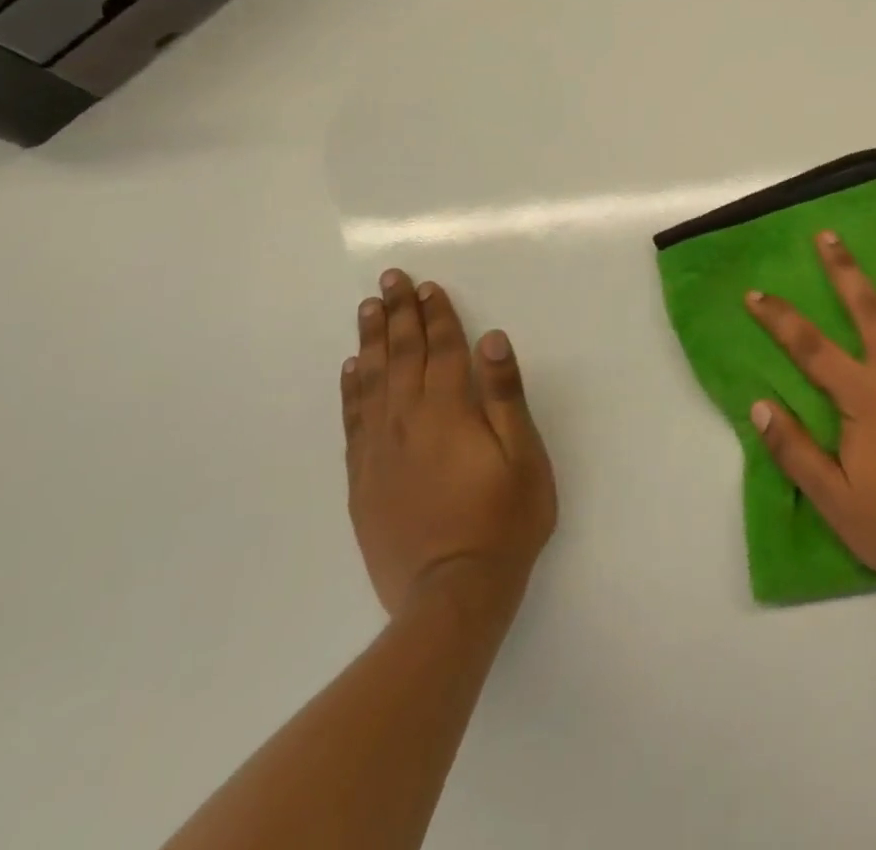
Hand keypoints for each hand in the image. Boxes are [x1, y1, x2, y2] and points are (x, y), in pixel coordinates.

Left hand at [343, 269, 557, 615]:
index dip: (437, 315)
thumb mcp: (524, 456)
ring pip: (373, 381)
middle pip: (403, 356)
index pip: (443, 350)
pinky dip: (351, 389)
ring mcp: (380, 451)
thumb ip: (505, 395)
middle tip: (389, 279)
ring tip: (367, 309)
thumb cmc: (503, 521)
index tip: (428, 286)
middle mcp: (408, 422)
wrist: (451, 596)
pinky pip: (353, 421)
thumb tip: (491, 339)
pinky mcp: (363, 480)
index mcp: (449, 413)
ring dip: (372, 341)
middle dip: (398, 314)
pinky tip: (351, 369)